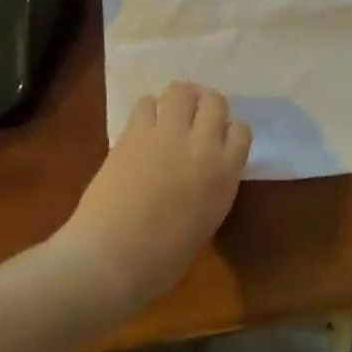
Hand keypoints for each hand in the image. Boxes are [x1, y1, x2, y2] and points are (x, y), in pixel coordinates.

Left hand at [57, 82, 251, 317]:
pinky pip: (146, 103)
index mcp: (225, 175)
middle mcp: (202, 145)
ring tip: (170, 111)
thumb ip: (210, 186)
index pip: (240, 131)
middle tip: (194, 115)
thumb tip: (201, 169)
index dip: (228, 131)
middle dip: (206, 104)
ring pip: (181, 91)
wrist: (111, 259)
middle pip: (214, 101)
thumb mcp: (205, 221)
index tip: (217, 138)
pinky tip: (143, 125)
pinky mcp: (134, 132)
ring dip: (179, 98)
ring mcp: (167, 134)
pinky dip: (148, 109)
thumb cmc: (161, 260)